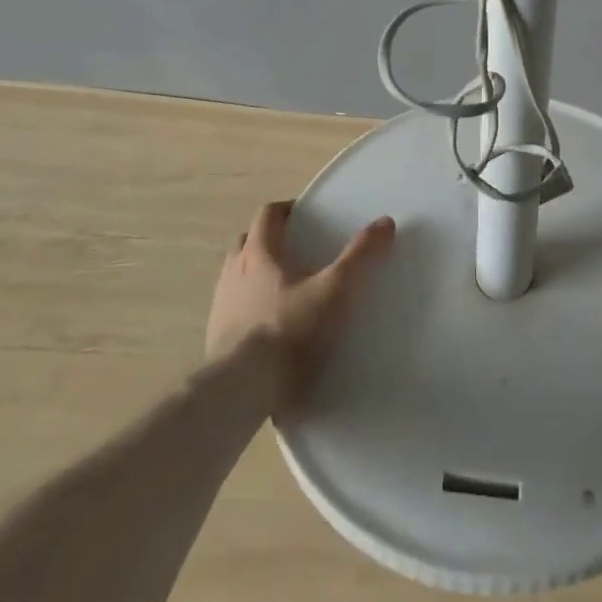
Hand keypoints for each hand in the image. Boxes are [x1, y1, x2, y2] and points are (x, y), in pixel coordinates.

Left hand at [205, 200, 395, 412]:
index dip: (287, 210)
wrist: (239, 392)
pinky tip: (269, 327)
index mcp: (259, 252)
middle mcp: (233, 272)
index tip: (306, 215)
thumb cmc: (288, 331)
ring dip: (255, 274)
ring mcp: (220, 306)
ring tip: (284, 290)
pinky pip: (232, 310)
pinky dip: (249, 308)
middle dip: (268, 240)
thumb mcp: (334, 291)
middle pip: (247, 242)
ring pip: (236, 276)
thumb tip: (385, 222)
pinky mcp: (215, 340)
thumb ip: (360, 256)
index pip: (268, 215)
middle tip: (295, 250)